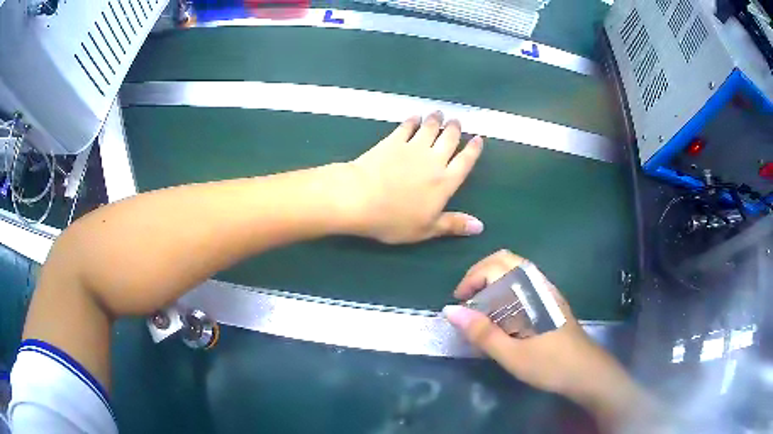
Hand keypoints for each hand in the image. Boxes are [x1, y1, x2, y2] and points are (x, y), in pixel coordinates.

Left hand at [344, 111, 483, 243]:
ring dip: (436, 120)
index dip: (473, 150)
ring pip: (430, 128)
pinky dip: (412, 121)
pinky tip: (414, 117)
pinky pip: (406, 127)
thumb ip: (453, 225)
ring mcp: (412, 147)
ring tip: (439, 113)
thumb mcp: (426, 230)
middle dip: (455, 129)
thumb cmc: (394, 219)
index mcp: (445, 182)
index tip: (478, 138)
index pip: (465, 162)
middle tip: (456, 120)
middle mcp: (433, 160)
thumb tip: (480, 226)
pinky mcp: (392, 141)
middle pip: (449, 139)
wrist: (360, 198)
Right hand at [443, 250, 632, 403]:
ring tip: (481, 309)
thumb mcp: (511, 354)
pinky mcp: (550, 301)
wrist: (586, 371)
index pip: (495, 266)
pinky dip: (505, 289)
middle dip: (480, 274)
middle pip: (505, 259)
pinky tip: (502, 316)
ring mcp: (547, 291)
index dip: (472, 278)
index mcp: (530, 292)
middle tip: (467, 300)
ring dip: (492, 281)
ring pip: (515, 270)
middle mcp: (539, 284)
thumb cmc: (549, 364)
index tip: (459, 302)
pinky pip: (523, 283)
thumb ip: (482, 332)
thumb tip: (450, 310)